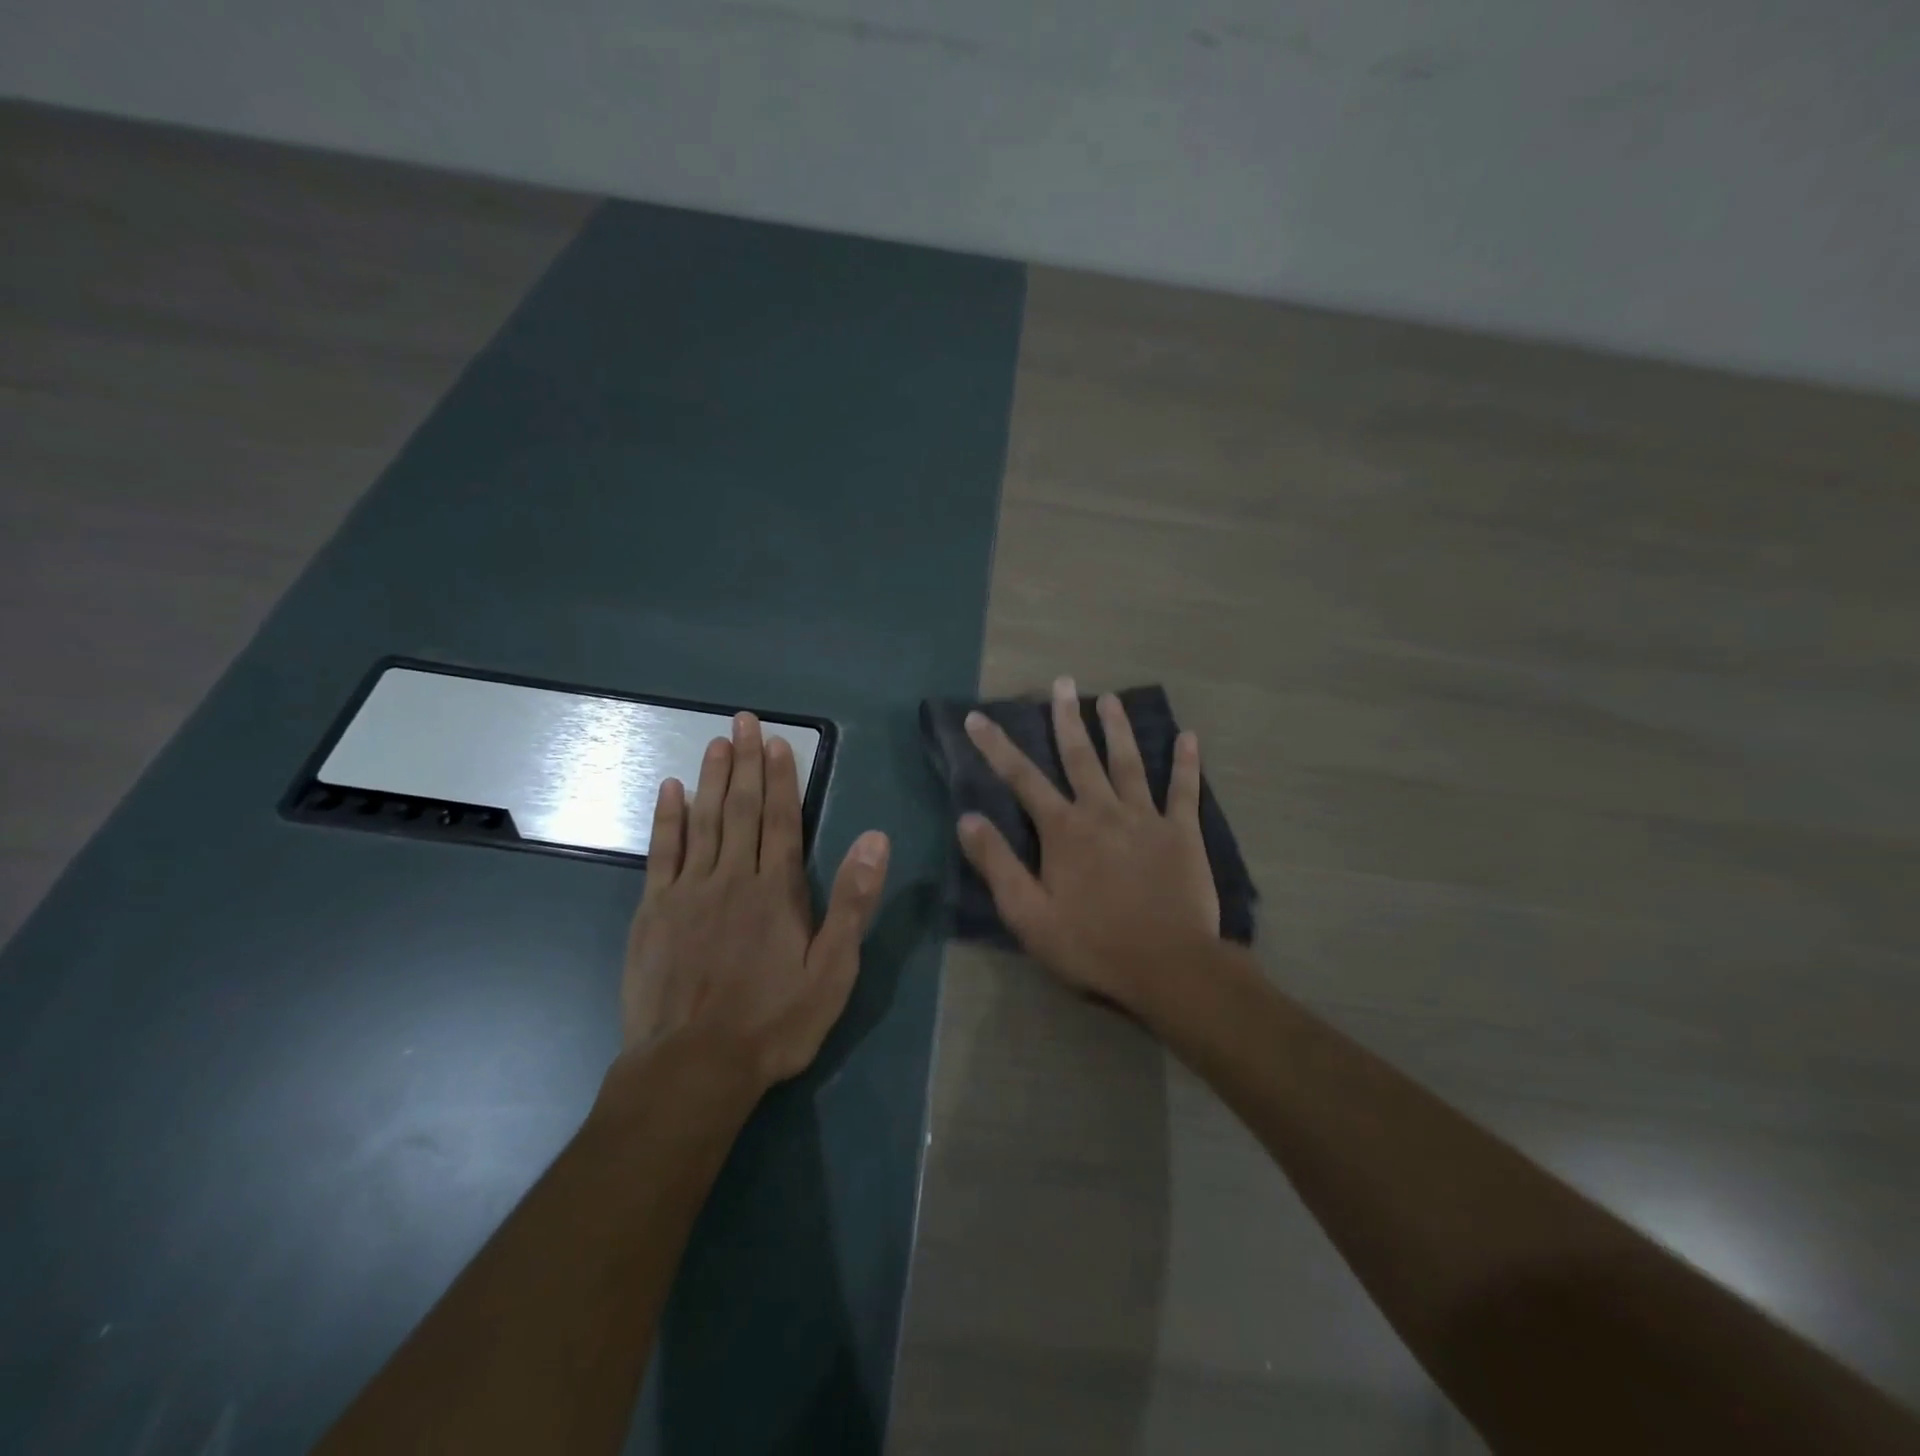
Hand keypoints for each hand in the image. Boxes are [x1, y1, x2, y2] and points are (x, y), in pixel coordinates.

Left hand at [621, 712, 889, 1091]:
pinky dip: (667, 819)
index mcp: (777, 890)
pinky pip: (661, 853)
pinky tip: (670, 790)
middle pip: (742, 809)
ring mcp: (688, 891)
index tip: (777, 741)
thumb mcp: (832, 971)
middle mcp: (732, 877)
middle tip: (742, 720)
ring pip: (703, 820)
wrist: (693, 1068)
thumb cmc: (773, 1022)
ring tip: (715, 741)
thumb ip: (852, 902)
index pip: (783, 819)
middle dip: (745, 762)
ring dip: (711, 778)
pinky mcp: (654, 911)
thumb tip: (876, 839)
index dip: (782, 778)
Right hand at [956, 676, 1219, 1015]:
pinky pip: (1184, 790)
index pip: (1022, 779)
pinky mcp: (1182, 833)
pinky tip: (1189, 737)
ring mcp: (1145, 818)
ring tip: (1110, 698)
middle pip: (1080, 756)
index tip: (978, 717)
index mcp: (1064, 830)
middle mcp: (1102, 811)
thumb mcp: (1029, 914)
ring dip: (1118, 728)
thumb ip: (998, 864)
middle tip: (1063, 682)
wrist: (1168, 966)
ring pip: (1129, 762)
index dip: (996, 747)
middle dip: (1066, 718)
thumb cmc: (1092, 944)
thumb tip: (966, 819)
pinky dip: (1186, 763)